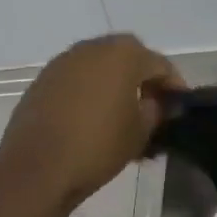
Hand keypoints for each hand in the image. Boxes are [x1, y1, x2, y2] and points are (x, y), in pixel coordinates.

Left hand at [0, 34, 183, 212]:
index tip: (179, 106)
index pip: (159, 64)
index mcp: (123, 54)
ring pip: (99, 64)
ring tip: (122, 112)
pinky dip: (89, 89)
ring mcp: (64, 61)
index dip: (174, 85)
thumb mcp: (140, 132)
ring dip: (114, 81)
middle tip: (152, 103)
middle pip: (128, 55)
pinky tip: (92, 116)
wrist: (37, 168)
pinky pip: (77, 77)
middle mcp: (93, 48)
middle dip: (143, 76)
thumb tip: (157, 102)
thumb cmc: (98, 146)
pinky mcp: (43, 79)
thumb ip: (156, 110)